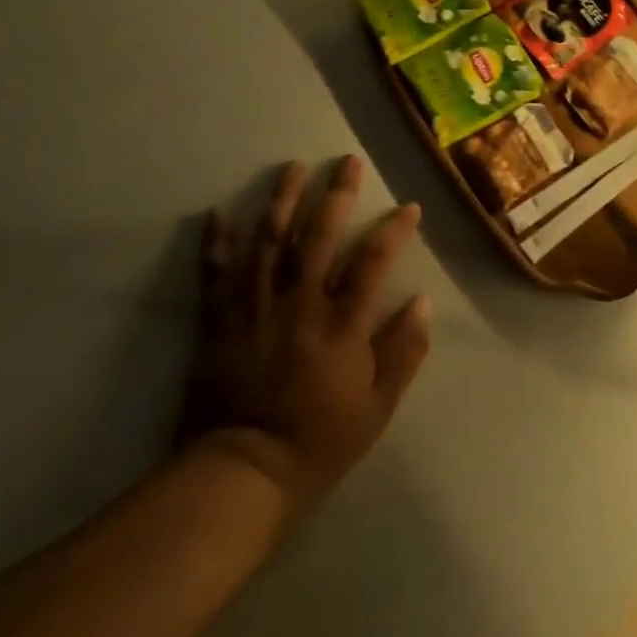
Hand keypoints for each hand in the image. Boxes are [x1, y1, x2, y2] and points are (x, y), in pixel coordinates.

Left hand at [182, 155, 430, 513]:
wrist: (239, 475)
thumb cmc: (317, 441)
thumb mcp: (377, 407)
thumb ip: (402, 352)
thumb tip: (421, 302)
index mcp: (339, 325)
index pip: (371, 261)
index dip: (393, 229)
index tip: (408, 207)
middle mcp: (297, 304)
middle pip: (318, 236)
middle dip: (335, 194)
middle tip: (347, 161)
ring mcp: (253, 309)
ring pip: (268, 241)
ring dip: (282, 200)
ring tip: (294, 167)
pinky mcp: (217, 321)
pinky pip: (215, 273)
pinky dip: (216, 241)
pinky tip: (220, 211)